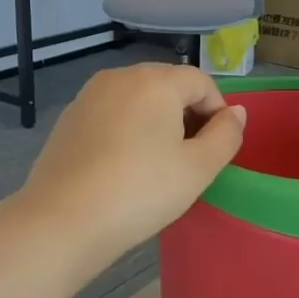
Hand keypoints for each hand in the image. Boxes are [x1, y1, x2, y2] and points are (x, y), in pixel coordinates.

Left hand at [21, 64, 246, 271]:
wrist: (62, 221)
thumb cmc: (140, 192)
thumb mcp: (198, 168)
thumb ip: (226, 135)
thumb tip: (235, 112)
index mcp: (155, 81)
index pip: (201, 82)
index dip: (218, 112)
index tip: (217, 150)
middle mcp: (120, 77)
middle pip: (168, 86)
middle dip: (187, 115)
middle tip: (191, 160)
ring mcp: (89, 96)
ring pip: (138, 100)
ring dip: (157, 123)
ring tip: (158, 165)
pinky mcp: (69, 119)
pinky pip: (112, 115)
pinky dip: (127, 131)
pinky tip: (123, 167)